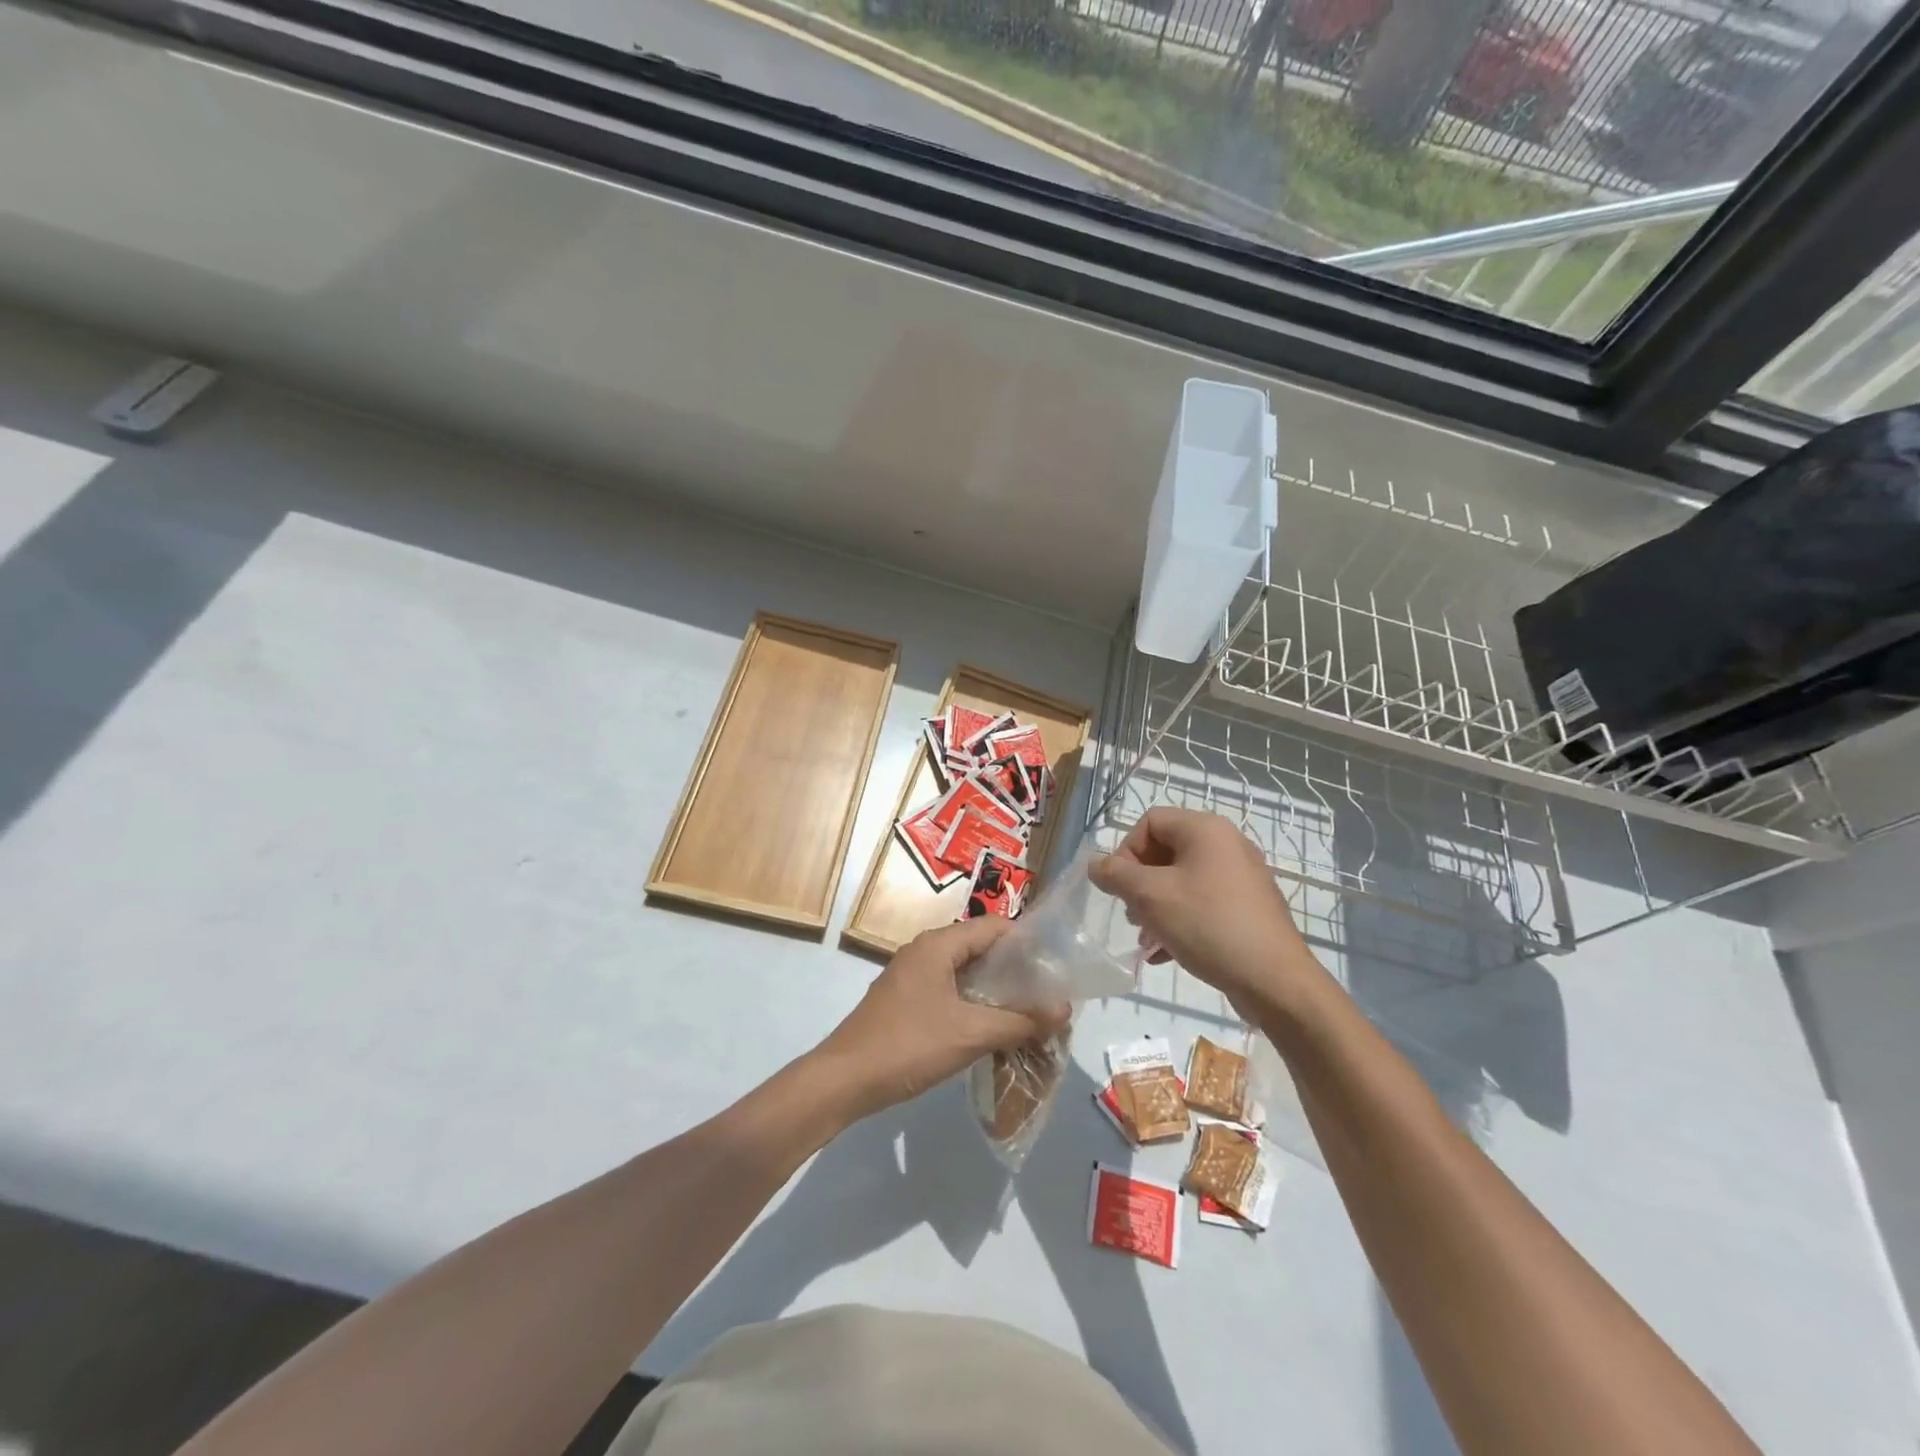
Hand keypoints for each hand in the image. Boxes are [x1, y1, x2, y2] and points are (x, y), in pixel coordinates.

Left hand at [812, 917, 1069, 1120]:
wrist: (844, 1079)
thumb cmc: (909, 1045)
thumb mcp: (970, 1034)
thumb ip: (1019, 1021)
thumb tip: (1064, 1009)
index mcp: (938, 944)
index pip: (993, 927)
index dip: (1026, 941)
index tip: (1055, 963)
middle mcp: (924, 951)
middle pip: (979, 947)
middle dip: (1013, 968)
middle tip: (1047, 991)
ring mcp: (911, 975)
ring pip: (963, 971)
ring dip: (993, 989)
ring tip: (1027, 1010)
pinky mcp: (904, 1000)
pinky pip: (948, 990)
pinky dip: (972, 1002)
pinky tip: (991, 1027)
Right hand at [1090, 807, 1324, 1018]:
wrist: (1275, 980)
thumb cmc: (1208, 925)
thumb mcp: (1150, 897)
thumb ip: (1116, 875)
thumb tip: (1094, 864)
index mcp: (1206, 830)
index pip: (1151, 821)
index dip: (1126, 850)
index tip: (1119, 887)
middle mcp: (1228, 844)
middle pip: (1166, 850)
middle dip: (1140, 882)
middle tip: (1132, 914)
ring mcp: (1242, 877)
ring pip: (1183, 880)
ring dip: (1156, 905)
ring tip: (1146, 938)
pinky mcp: (1249, 907)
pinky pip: (1203, 903)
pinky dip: (1179, 920)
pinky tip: (1164, 953)